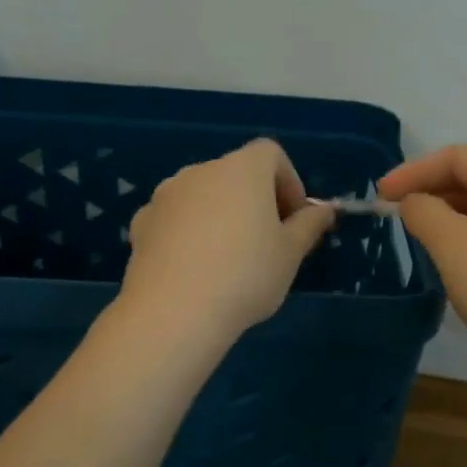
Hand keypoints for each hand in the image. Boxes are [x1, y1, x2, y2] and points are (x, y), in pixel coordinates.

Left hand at [121, 139, 334, 344]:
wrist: (174, 312)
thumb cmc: (246, 276)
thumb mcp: (290, 254)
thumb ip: (309, 226)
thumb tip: (324, 210)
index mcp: (242, 170)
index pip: (271, 154)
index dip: (289, 182)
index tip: (295, 220)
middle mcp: (200, 171)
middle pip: (235, 174)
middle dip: (255, 201)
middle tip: (268, 243)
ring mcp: (165, 196)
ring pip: (203, 196)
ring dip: (220, 216)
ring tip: (229, 260)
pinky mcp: (142, 223)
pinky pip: (175, 219)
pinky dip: (190, 233)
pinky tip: (195, 270)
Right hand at [378, 145, 466, 376]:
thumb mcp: (454, 244)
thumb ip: (424, 212)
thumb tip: (414, 203)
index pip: (457, 156)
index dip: (413, 171)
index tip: (379, 197)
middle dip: (431, 195)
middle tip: (394, 219)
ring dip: (448, 222)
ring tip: (418, 243)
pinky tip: (452, 269)